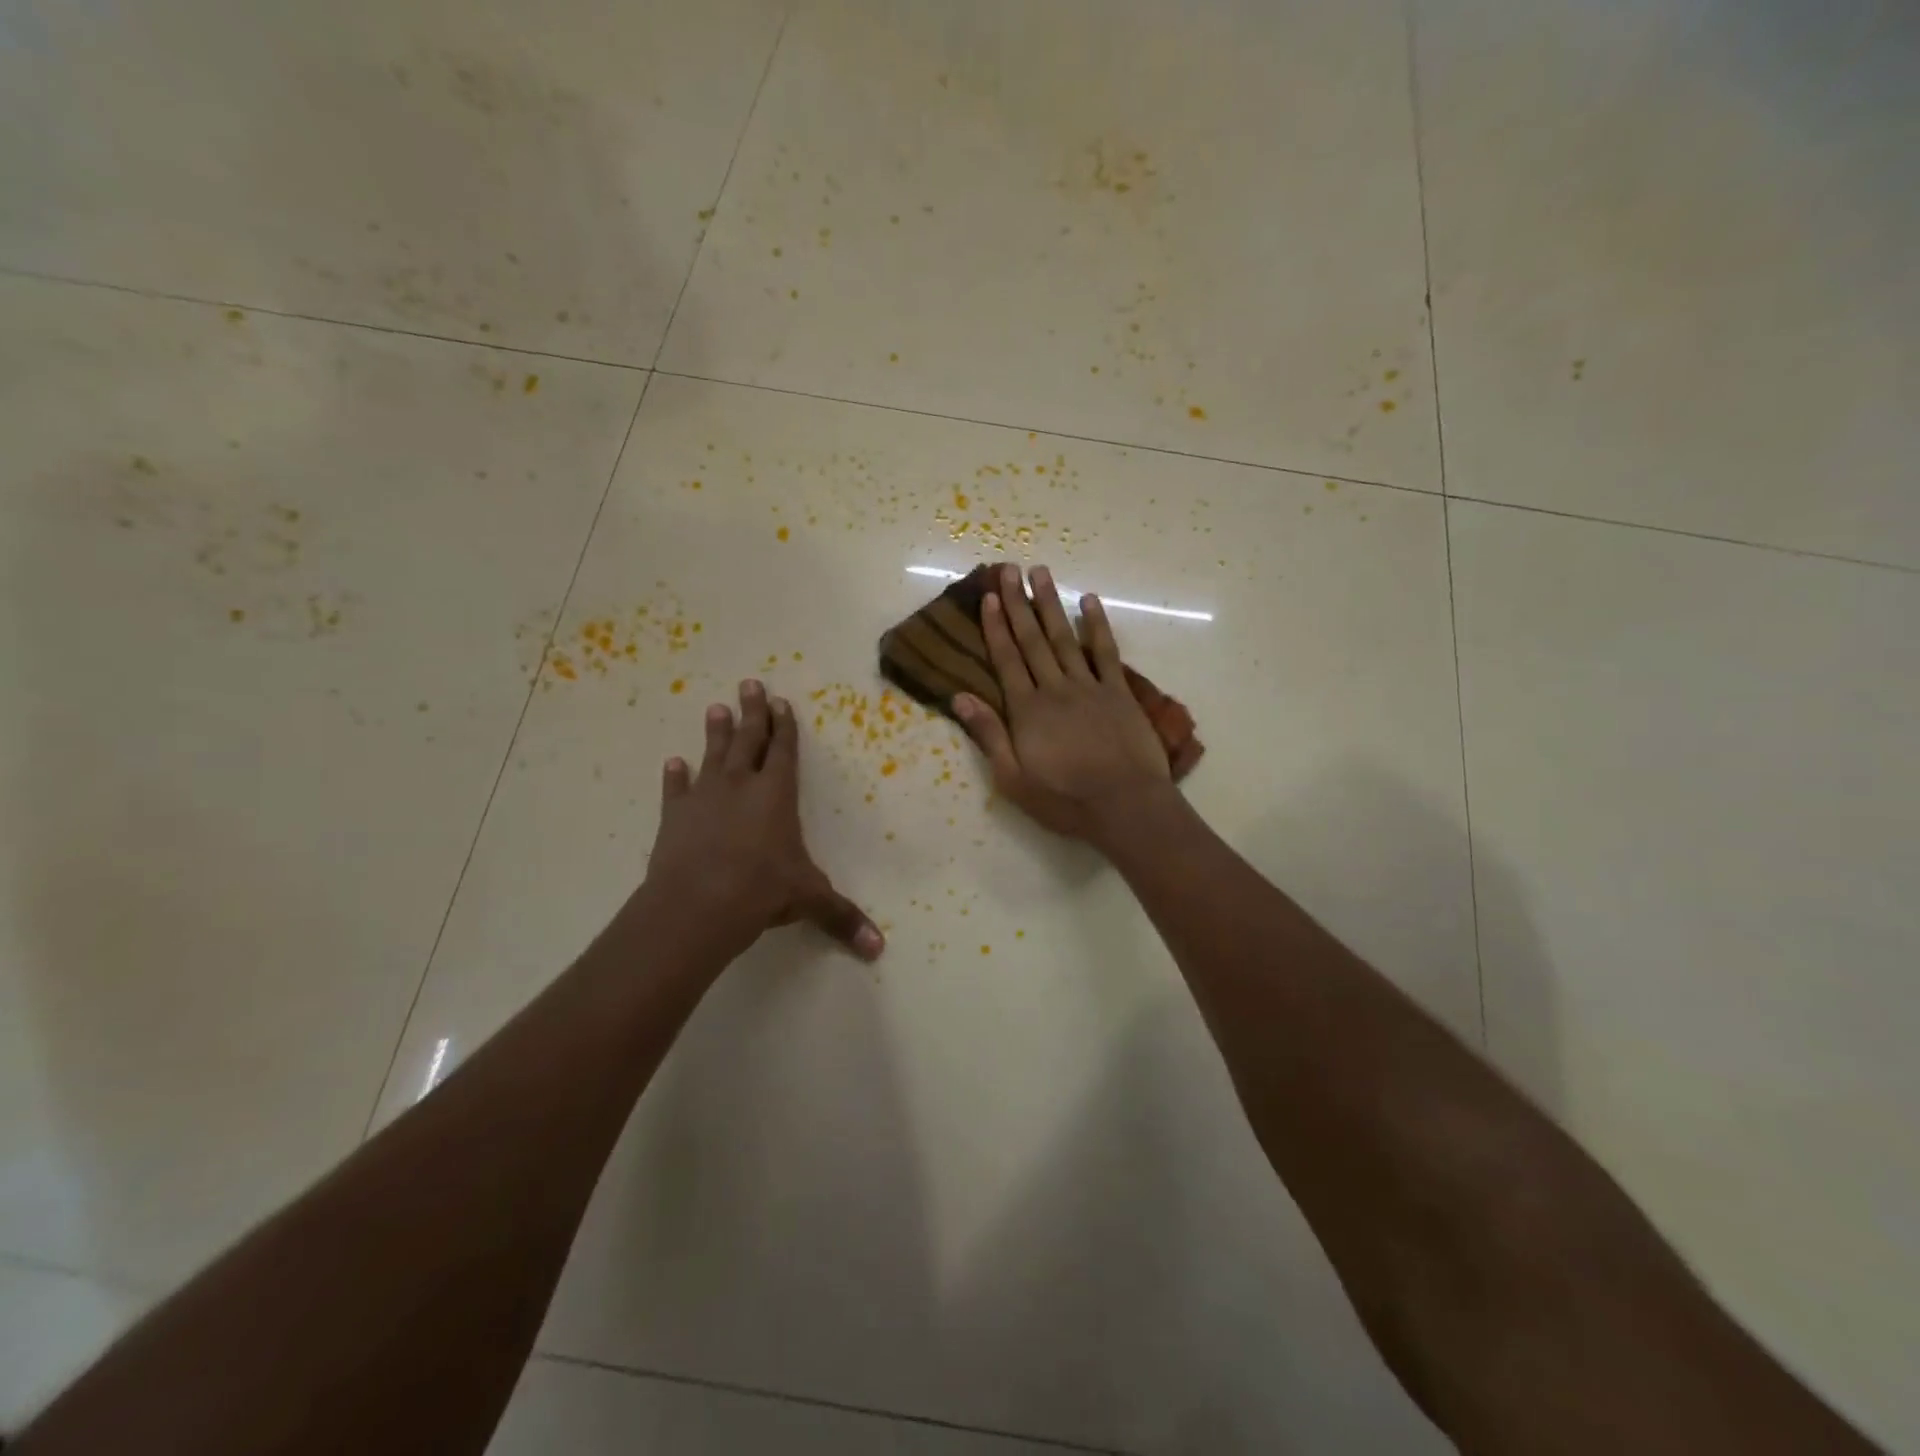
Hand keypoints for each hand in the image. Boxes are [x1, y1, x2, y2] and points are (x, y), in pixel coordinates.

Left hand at [645, 680, 883, 962]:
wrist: (697, 905)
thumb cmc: (761, 891)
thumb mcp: (809, 900)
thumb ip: (842, 917)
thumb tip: (879, 949)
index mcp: (776, 795)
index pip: (783, 750)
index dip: (784, 726)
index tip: (780, 701)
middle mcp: (741, 786)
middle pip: (748, 739)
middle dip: (751, 712)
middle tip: (749, 684)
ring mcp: (704, 798)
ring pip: (712, 755)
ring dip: (715, 732)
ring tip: (715, 707)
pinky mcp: (675, 817)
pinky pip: (675, 790)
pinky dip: (674, 777)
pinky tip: (672, 763)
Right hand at [953, 563, 1175, 847]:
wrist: (1125, 805)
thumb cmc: (1064, 799)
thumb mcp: (1013, 778)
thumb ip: (988, 735)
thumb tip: (960, 697)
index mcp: (1027, 709)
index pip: (1006, 659)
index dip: (995, 627)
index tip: (989, 596)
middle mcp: (1055, 688)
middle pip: (1033, 639)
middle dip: (1018, 603)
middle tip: (1009, 569)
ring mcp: (1089, 687)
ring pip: (1065, 637)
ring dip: (1052, 604)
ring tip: (1041, 572)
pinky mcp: (1119, 693)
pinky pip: (1106, 652)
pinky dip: (1098, 626)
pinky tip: (1090, 601)